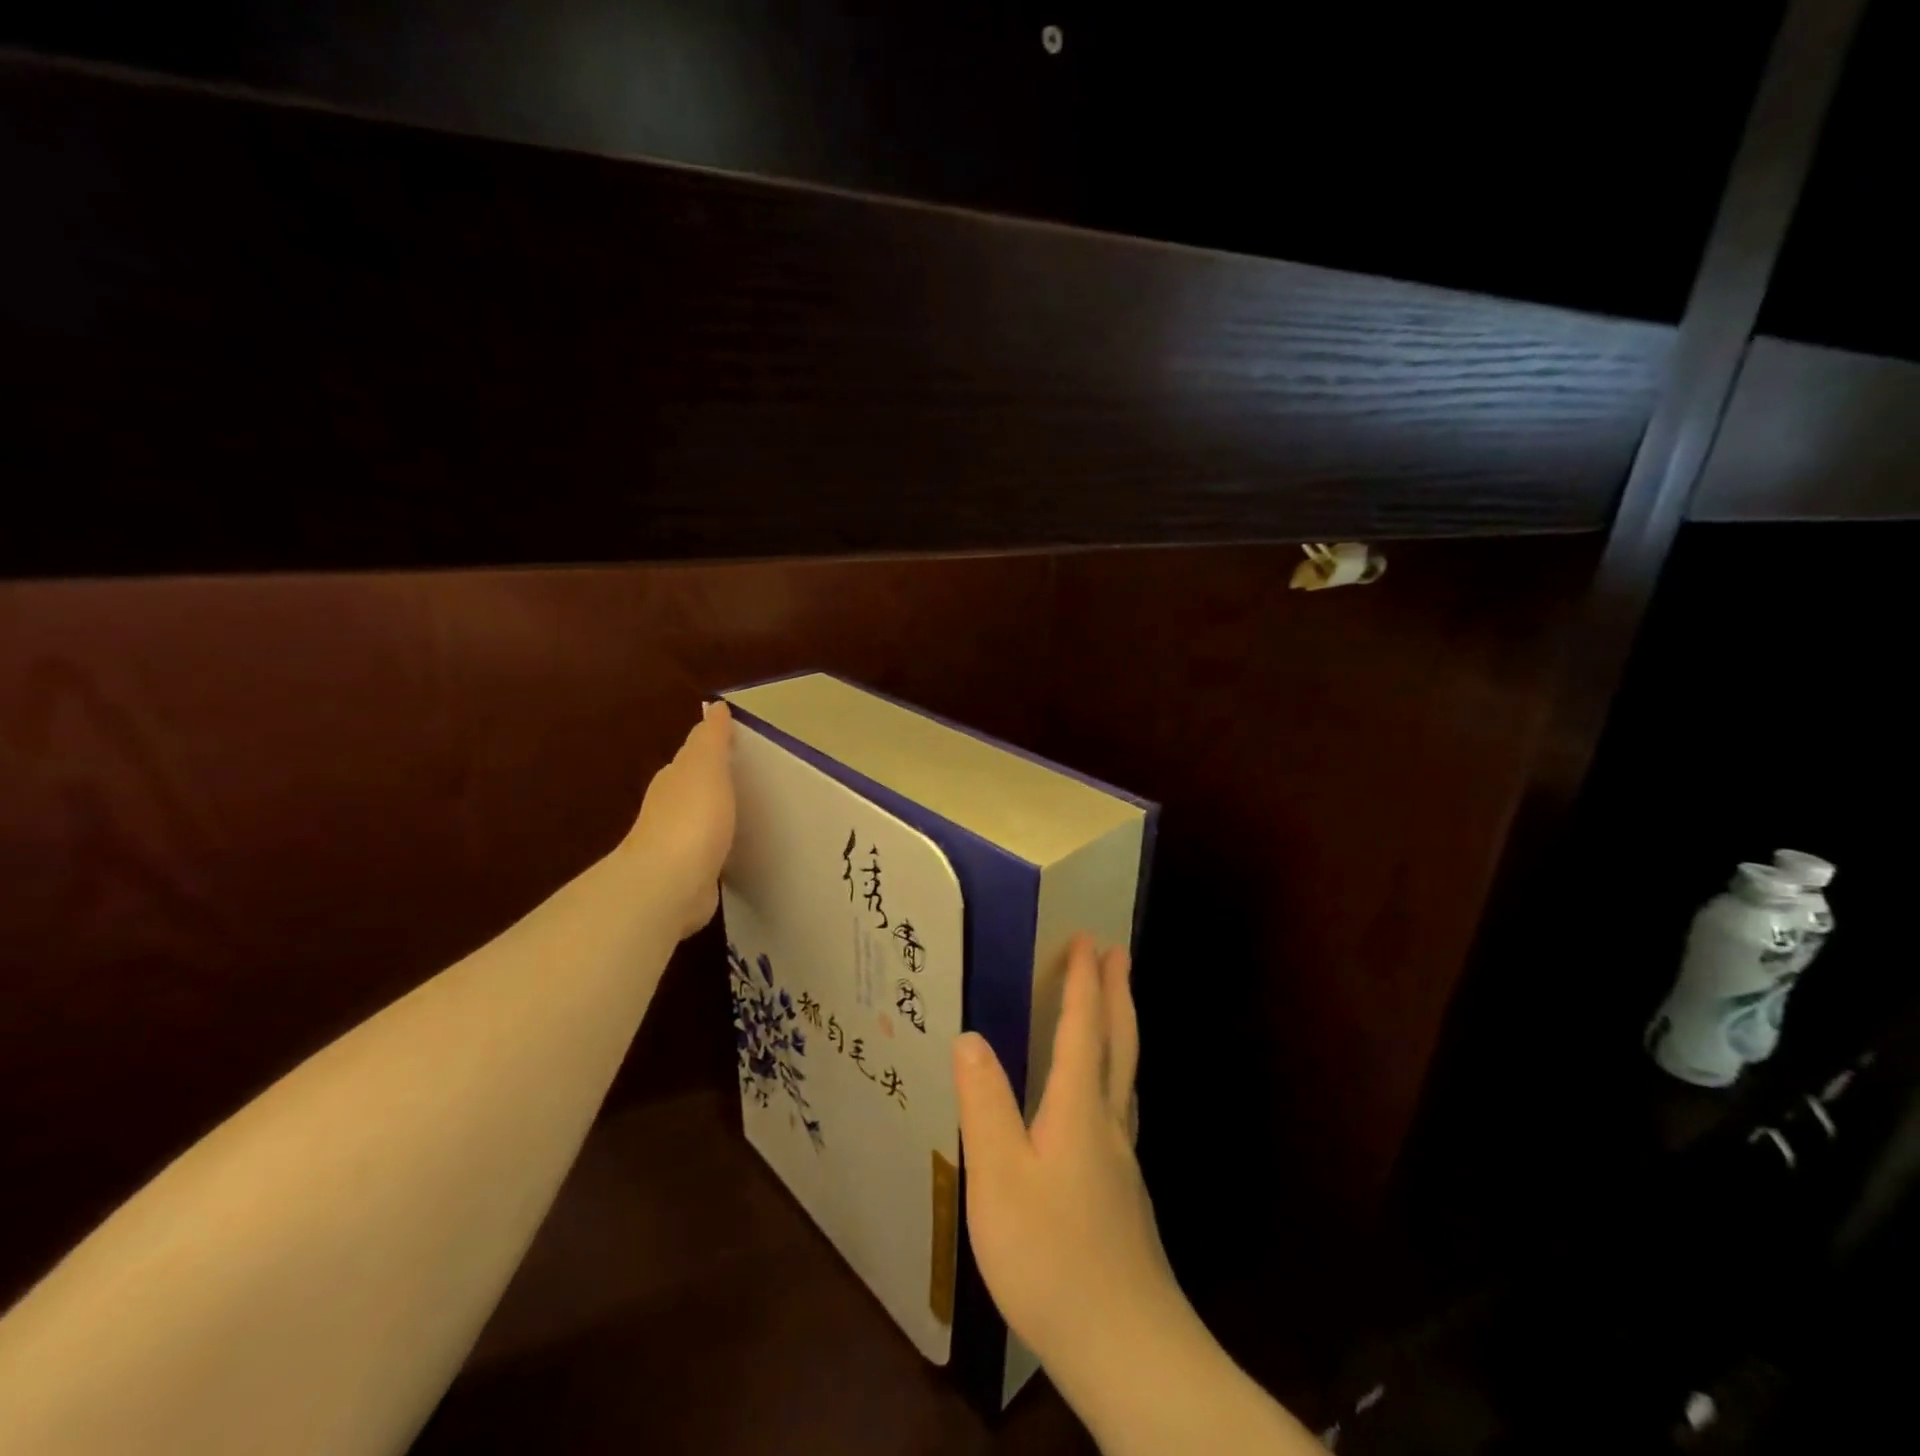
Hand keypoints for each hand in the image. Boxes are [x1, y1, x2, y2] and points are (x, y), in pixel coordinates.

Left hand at [623, 701, 735, 939]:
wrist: (669, 884)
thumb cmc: (692, 818)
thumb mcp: (706, 767)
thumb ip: (712, 738)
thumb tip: (715, 706)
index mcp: (674, 779)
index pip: (693, 757)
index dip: (713, 749)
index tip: (738, 746)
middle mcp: (669, 809)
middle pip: (694, 789)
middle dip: (714, 783)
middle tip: (746, 778)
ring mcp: (676, 845)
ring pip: (700, 822)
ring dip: (716, 817)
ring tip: (745, 815)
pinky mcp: (687, 876)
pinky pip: (707, 854)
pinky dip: (717, 848)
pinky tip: (733, 852)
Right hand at [953, 934, 1185, 1382]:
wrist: (1126, 1347)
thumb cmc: (1052, 1256)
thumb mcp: (1000, 1178)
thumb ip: (985, 1104)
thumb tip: (970, 1036)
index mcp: (1078, 1109)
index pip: (1082, 1029)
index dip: (1083, 983)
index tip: (1088, 940)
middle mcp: (1107, 1123)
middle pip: (1118, 1043)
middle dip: (1117, 992)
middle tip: (1117, 952)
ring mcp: (1121, 1160)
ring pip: (1126, 1075)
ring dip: (1122, 1029)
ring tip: (1117, 1007)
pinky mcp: (1123, 1194)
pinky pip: (1119, 1107)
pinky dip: (1114, 1074)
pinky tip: (1102, 1100)